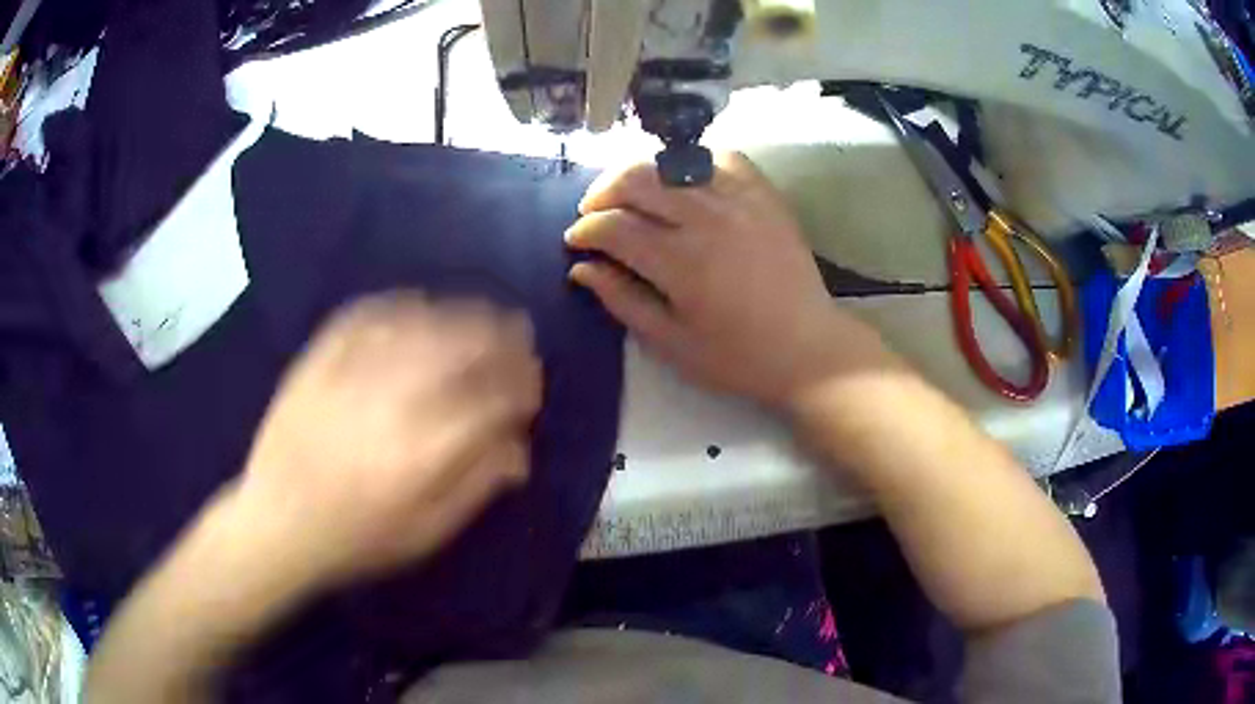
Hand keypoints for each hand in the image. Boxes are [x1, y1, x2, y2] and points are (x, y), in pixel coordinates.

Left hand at [233, 293, 541, 591]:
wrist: (277, 523)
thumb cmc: (357, 538)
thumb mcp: (426, 533)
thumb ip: (476, 486)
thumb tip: (520, 449)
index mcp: (425, 449)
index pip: (492, 398)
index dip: (522, 385)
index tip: (534, 384)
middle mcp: (394, 398)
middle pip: (461, 348)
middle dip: (500, 339)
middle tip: (519, 335)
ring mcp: (353, 371)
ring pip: (420, 324)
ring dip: (460, 314)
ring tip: (481, 314)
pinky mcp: (320, 357)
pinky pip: (367, 315)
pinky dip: (400, 304)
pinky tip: (418, 304)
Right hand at [567, 152, 890, 408]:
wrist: (808, 348)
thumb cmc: (737, 357)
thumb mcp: (671, 344)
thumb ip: (622, 301)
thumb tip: (582, 268)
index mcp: (681, 262)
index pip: (614, 227)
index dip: (584, 231)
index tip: (575, 241)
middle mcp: (707, 219)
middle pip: (637, 179)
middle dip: (602, 192)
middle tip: (594, 213)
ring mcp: (740, 200)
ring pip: (673, 162)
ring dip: (640, 173)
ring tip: (632, 194)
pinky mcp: (765, 195)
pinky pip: (722, 157)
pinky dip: (694, 163)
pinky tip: (685, 181)